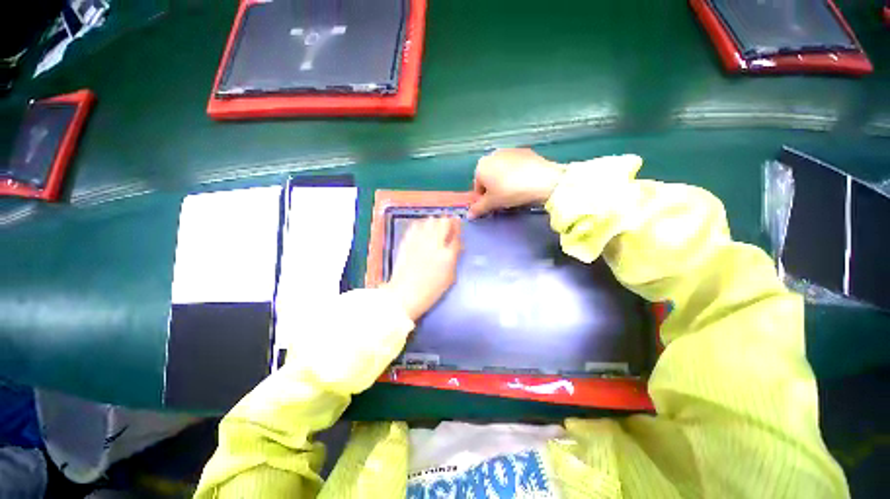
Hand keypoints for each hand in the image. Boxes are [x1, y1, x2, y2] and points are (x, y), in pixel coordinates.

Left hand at [386, 217, 461, 320]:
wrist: (404, 294)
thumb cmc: (429, 291)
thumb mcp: (449, 278)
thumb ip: (454, 259)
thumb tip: (455, 248)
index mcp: (447, 255)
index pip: (457, 236)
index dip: (459, 230)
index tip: (458, 228)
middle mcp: (434, 244)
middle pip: (444, 222)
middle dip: (449, 222)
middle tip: (449, 224)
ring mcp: (419, 241)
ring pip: (431, 221)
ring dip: (436, 222)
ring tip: (437, 226)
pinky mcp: (407, 241)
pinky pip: (416, 226)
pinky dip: (422, 225)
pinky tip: (423, 229)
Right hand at [468, 148, 562, 218]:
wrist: (541, 180)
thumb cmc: (510, 192)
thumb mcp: (492, 203)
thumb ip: (478, 209)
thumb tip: (469, 216)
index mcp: (481, 166)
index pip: (478, 187)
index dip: (484, 199)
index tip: (493, 206)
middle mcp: (492, 155)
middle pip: (489, 177)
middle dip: (494, 189)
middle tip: (504, 200)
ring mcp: (509, 151)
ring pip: (502, 171)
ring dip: (504, 181)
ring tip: (516, 192)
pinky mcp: (525, 151)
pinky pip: (516, 166)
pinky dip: (517, 174)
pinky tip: (525, 183)